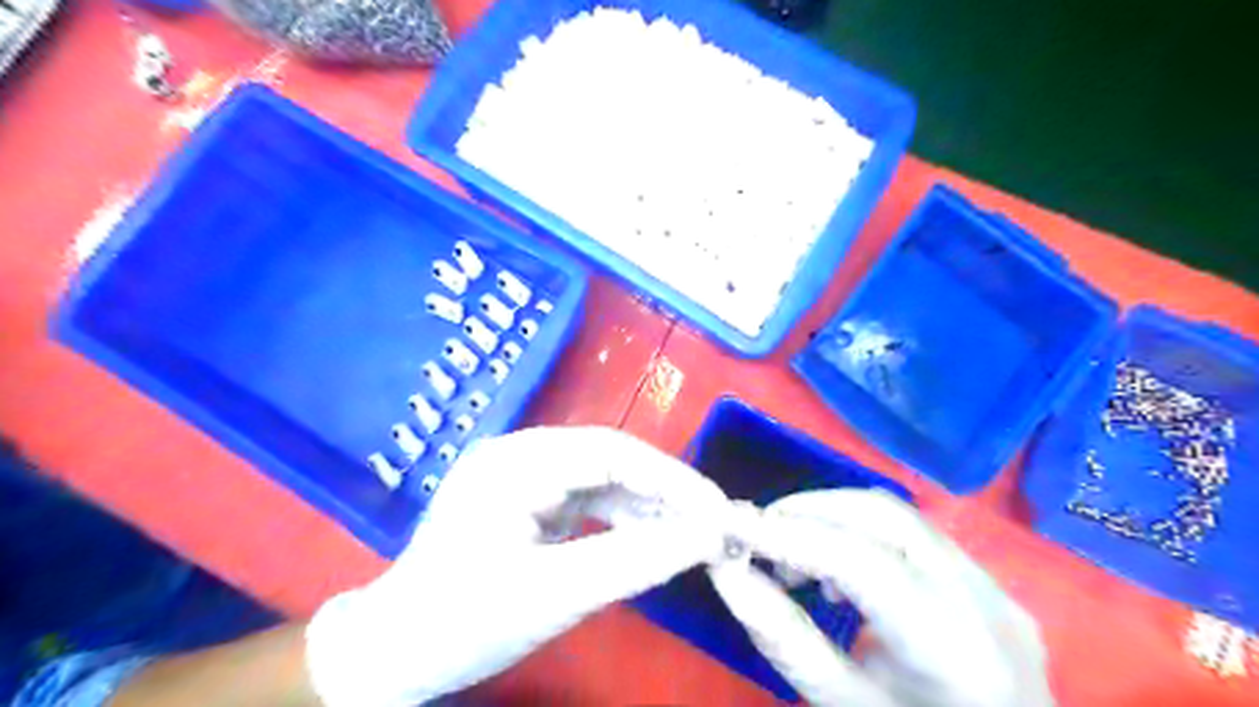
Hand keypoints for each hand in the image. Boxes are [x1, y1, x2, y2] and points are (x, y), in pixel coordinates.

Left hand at [307, 425, 734, 706]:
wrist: (391, 654)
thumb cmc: (463, 623)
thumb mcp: (556, 594)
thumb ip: (636, 561)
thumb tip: (707, 537)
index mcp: (517, 462)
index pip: (612, 453)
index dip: (672, 479)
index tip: (717, 510)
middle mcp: (520, 454)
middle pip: (609, 461)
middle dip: (664, 492)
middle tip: (711, 523)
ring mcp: (521, 476)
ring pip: (601, 480)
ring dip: (645, 506)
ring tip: (690, 533)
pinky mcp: (525, 500)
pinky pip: (584, 500)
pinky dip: (620, 519)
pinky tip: (649, 536)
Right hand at [706, 490, 1055, 706]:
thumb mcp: (844, 706)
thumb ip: (784, 637)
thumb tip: (728, 572)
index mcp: (955, 651)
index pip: (863, 563)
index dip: (791, 535)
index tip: (730, 522)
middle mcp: (986, 602)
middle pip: (884, 516)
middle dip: (809, 511)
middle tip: (758, 533)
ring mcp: (995, 587)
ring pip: (899, 514)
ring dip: (832, 518)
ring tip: (791, 556)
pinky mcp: (988, 582)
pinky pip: (913, 532)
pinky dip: (859, 532)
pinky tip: (838, 573)